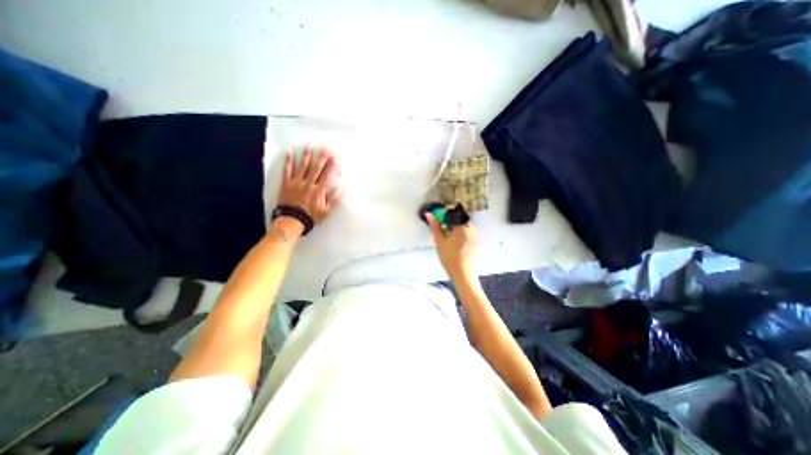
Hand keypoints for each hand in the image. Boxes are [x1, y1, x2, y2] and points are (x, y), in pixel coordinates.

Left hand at [278, 145, 342, 225]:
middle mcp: (308, 183)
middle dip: (322, 157)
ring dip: (306, 155)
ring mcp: (296, 182)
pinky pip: (287, 170)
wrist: (292, 220)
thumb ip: (334, 200)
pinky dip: (288, 161)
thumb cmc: (311, 216)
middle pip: (316, 168)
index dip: (331, 165)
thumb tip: (341, 189)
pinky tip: (289, 152)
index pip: (327, 174)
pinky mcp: (286, 183)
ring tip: (309, 146)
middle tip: (325, 147)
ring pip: (303, 166)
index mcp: (319, 190)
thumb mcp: (326, 211)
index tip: (335, 156)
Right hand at [426, 213, 476, 279]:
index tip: (439, 219)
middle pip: (459, 219)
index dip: (446, 214)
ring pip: (463, 227)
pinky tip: (454, 244)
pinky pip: (467, 233)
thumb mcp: (440, 241)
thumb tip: (429, 214)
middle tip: (442, 229)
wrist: (463, 274)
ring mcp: (475, 236)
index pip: (454, 213)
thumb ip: (435, 226)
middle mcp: (471, 228)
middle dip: (450, 221)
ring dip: (455, 228)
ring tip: (447, 237)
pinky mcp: (476, 243)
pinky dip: (460, 234)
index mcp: (462, 226)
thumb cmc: (450, 257)